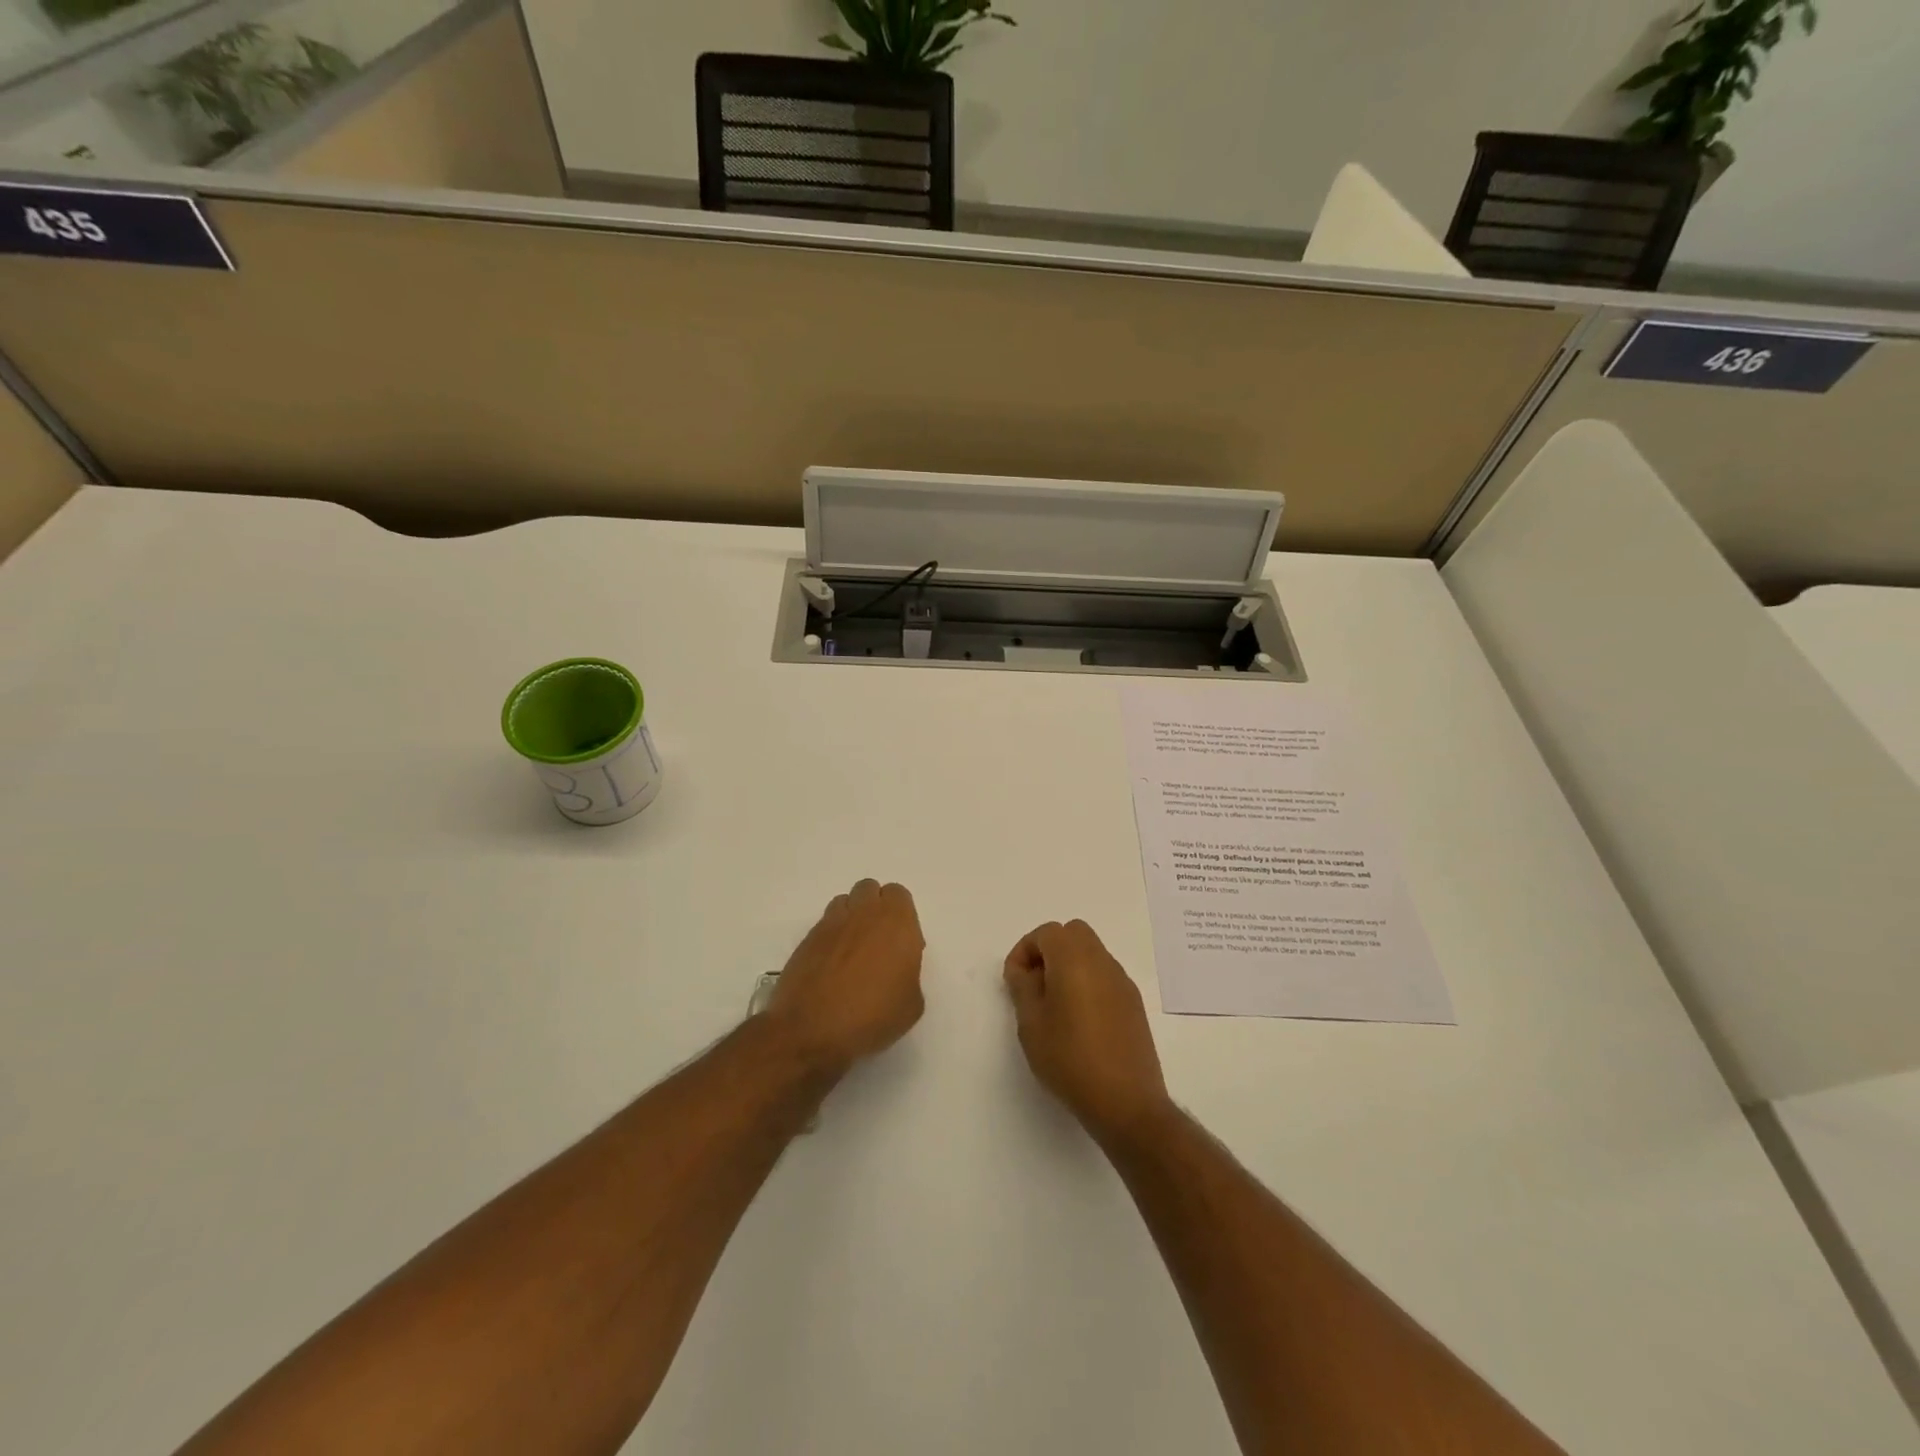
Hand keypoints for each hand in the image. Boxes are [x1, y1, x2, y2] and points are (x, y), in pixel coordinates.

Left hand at [767, 880, 925, 1070]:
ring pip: (845, 902)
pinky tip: (831, 966)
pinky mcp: (806, 939)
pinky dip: (831, 937)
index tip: (902, 946)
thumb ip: (909, 973)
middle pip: (870, 889)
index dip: (902, 916)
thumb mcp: (911, 1004)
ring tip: (852, 951)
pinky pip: (824, 924)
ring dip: (852, 917)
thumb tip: (896, 969)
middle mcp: (863, 914)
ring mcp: (831, 924)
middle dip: (875, 907)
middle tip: (878, 943)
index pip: (899, 895)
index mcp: (896, 923)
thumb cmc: (872, 1018)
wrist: (811, 1030)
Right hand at [1003, 920, 1169, 1141]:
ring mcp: (1122, 981)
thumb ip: (1023, 987)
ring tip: (1054, 1006)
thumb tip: (1024, 970)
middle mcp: (1102, 961)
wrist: (1125, 1101)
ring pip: (1091, 953)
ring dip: (1069, 966)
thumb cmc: (1069, 1059)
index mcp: (1074, 959)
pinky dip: (1087, 982)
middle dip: (1049, 951)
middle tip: (1035, 985)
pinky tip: (1079, 1021)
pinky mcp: (1134, 1003)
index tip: (1014, 981)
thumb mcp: (1031, 1024)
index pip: (1046, 932)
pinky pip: (1105, 976)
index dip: (1024, 950)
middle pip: (1073, 934)